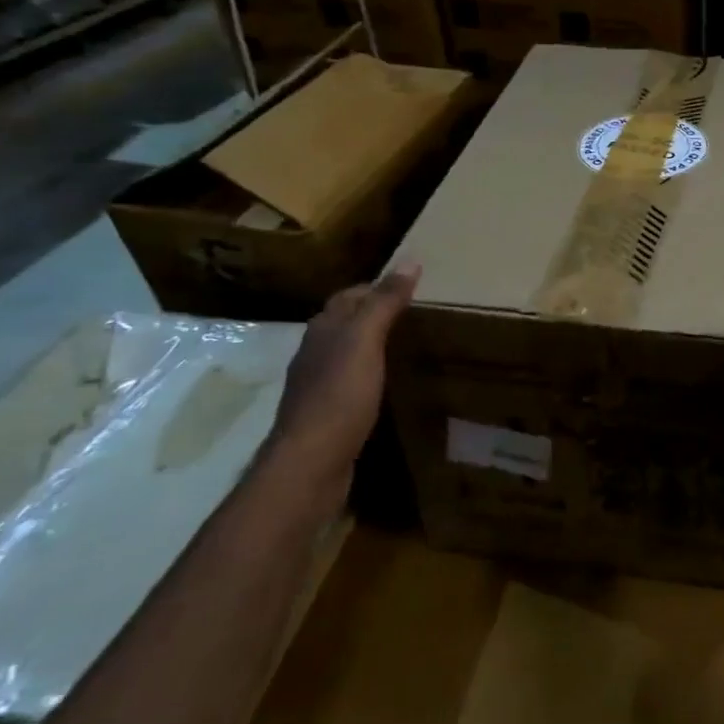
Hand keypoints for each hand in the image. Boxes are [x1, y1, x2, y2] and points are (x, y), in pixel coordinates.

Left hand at [266, 265, 418, 493]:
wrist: (311, 462)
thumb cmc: (339, 395)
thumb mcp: (365, 341)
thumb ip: (385, 303)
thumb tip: (410, 261)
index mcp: (323, 330)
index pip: (349, 296)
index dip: (376, 287)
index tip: (409, 285)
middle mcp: (315, 353)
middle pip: (344, 323)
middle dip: (372, 313)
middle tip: (412, 313)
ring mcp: (318, 386)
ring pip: (345, 353)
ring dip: (369, 345)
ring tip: (404, 344)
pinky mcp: (326, 415)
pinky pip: (349, 383)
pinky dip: (369, 374)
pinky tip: (386, 384)